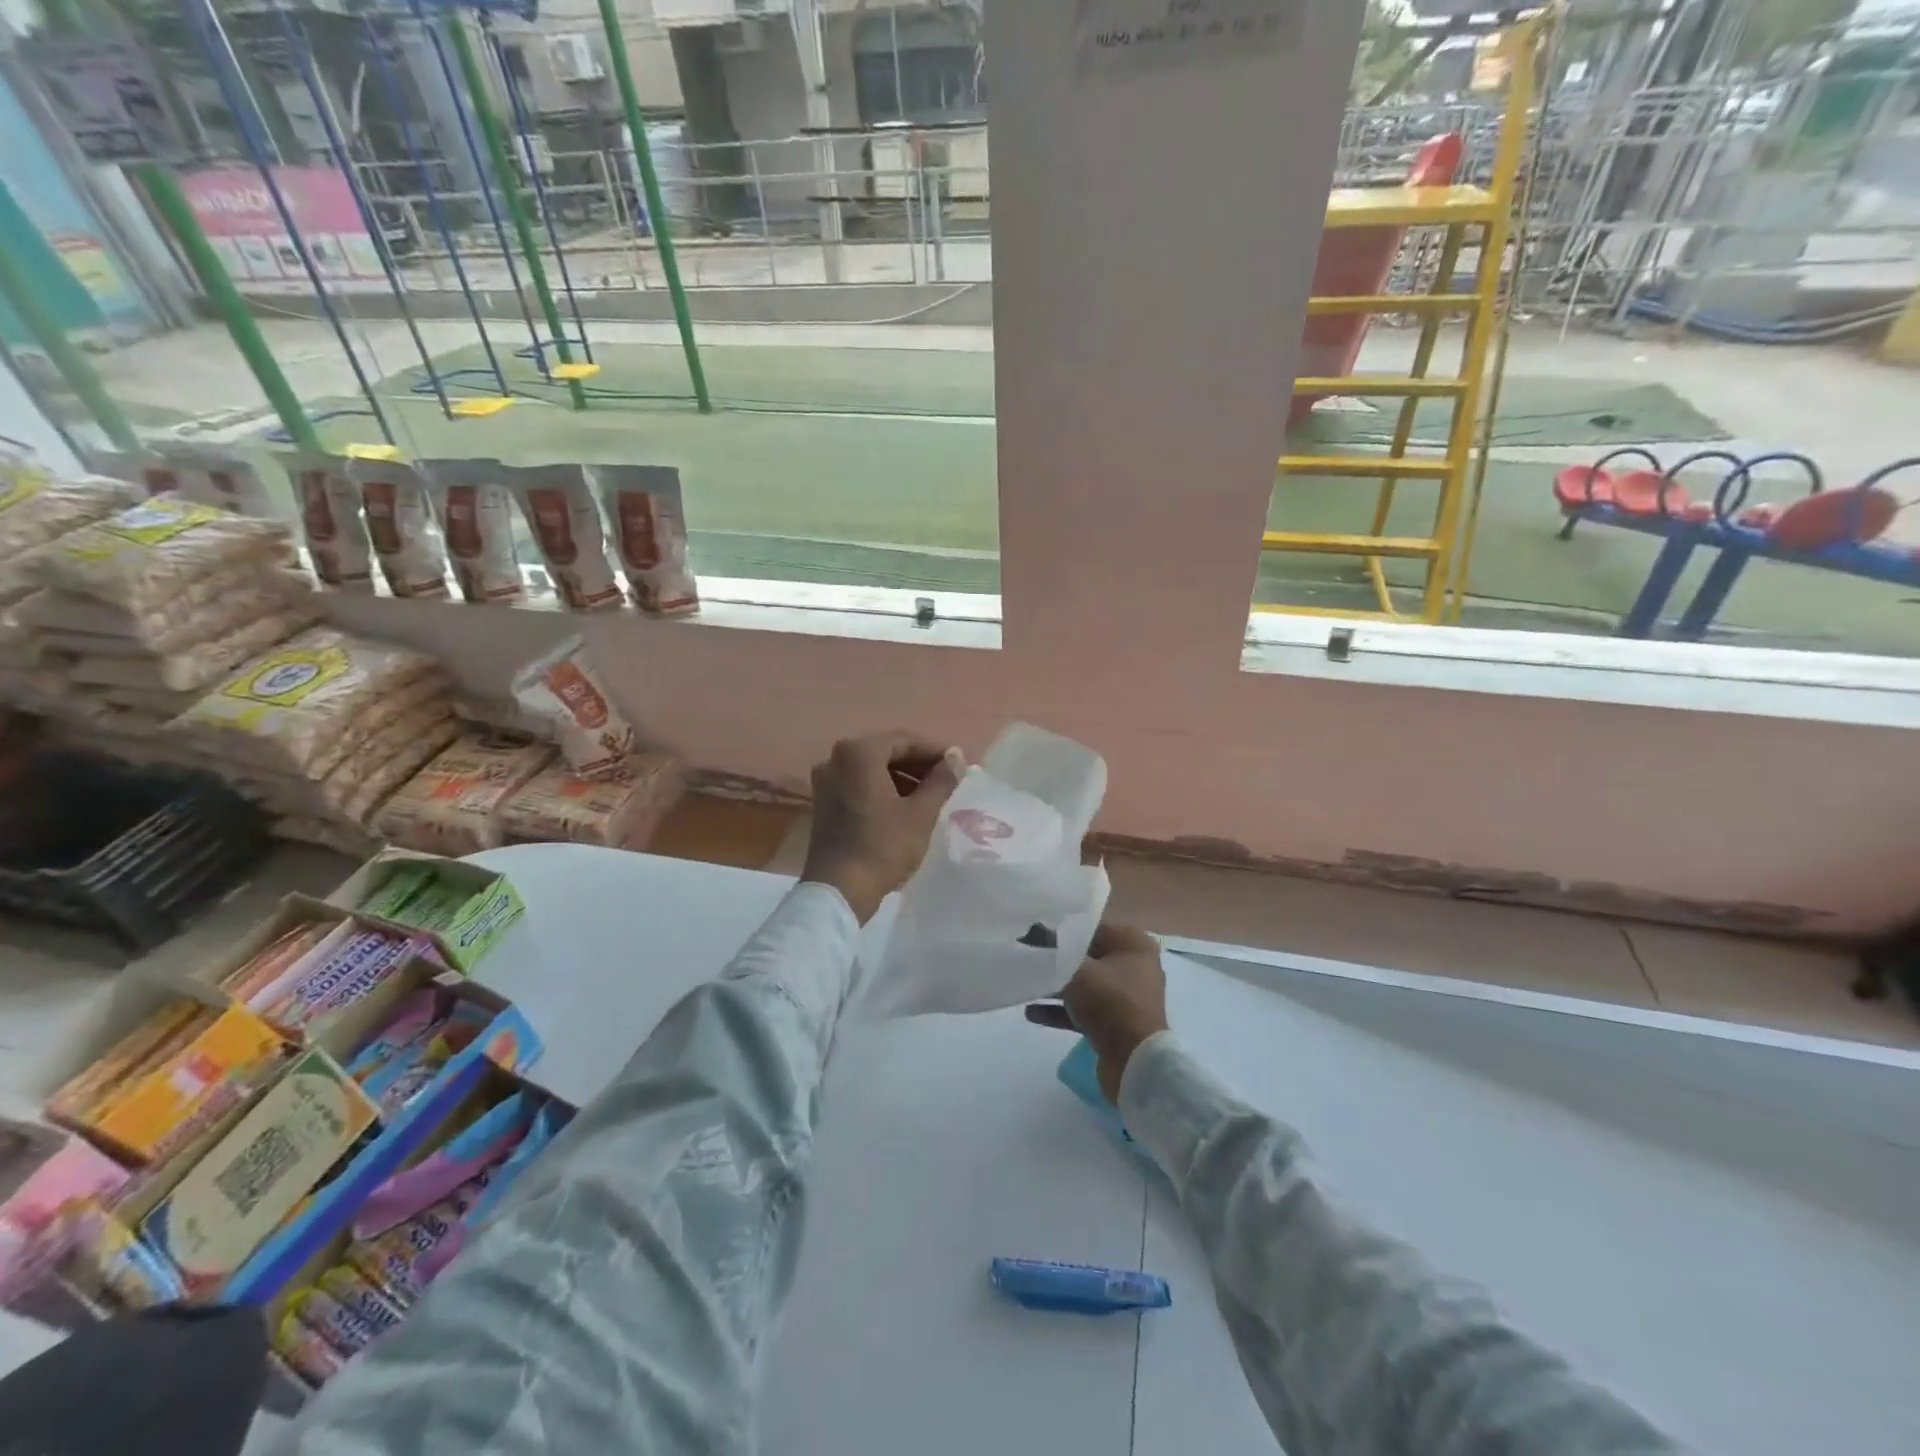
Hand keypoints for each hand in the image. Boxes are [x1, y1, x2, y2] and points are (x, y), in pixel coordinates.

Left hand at [801, 730, 965, 922]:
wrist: (839, 889)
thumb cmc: (883, 846)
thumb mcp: (921, 813)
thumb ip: (941, 780)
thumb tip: (956, 757)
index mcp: (859, 752)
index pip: (905, 740)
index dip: (935, 751)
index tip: (958, 766)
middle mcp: (836, 758)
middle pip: (886, 751)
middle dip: (918, 764)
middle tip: (947, 781)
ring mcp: (826, 780)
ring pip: (872, 769)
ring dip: (901, 777)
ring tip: (929, 797)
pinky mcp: (823, 802)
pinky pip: (858, 784)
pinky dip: (882, 789)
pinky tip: (903, 808)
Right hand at [1028, 924, 1168, 1103]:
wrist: (1135, 1065)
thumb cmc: (1110, 1004)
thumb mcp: (1076, 971)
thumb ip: (1052, 951)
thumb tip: (1030, 933)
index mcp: (1132, 944)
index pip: (1090, 927)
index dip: (1059, 930)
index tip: (1030, 933)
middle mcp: (1133, 965)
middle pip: (1086, 956)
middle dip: (1055, 960)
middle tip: (1024, 956)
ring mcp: (1125, 996)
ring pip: (1083, 984)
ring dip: (1054, 986)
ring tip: (1025, 984)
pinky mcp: (1116, 1023)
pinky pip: (1084, 1008)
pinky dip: (1061, 1009)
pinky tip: (1031, 1012)